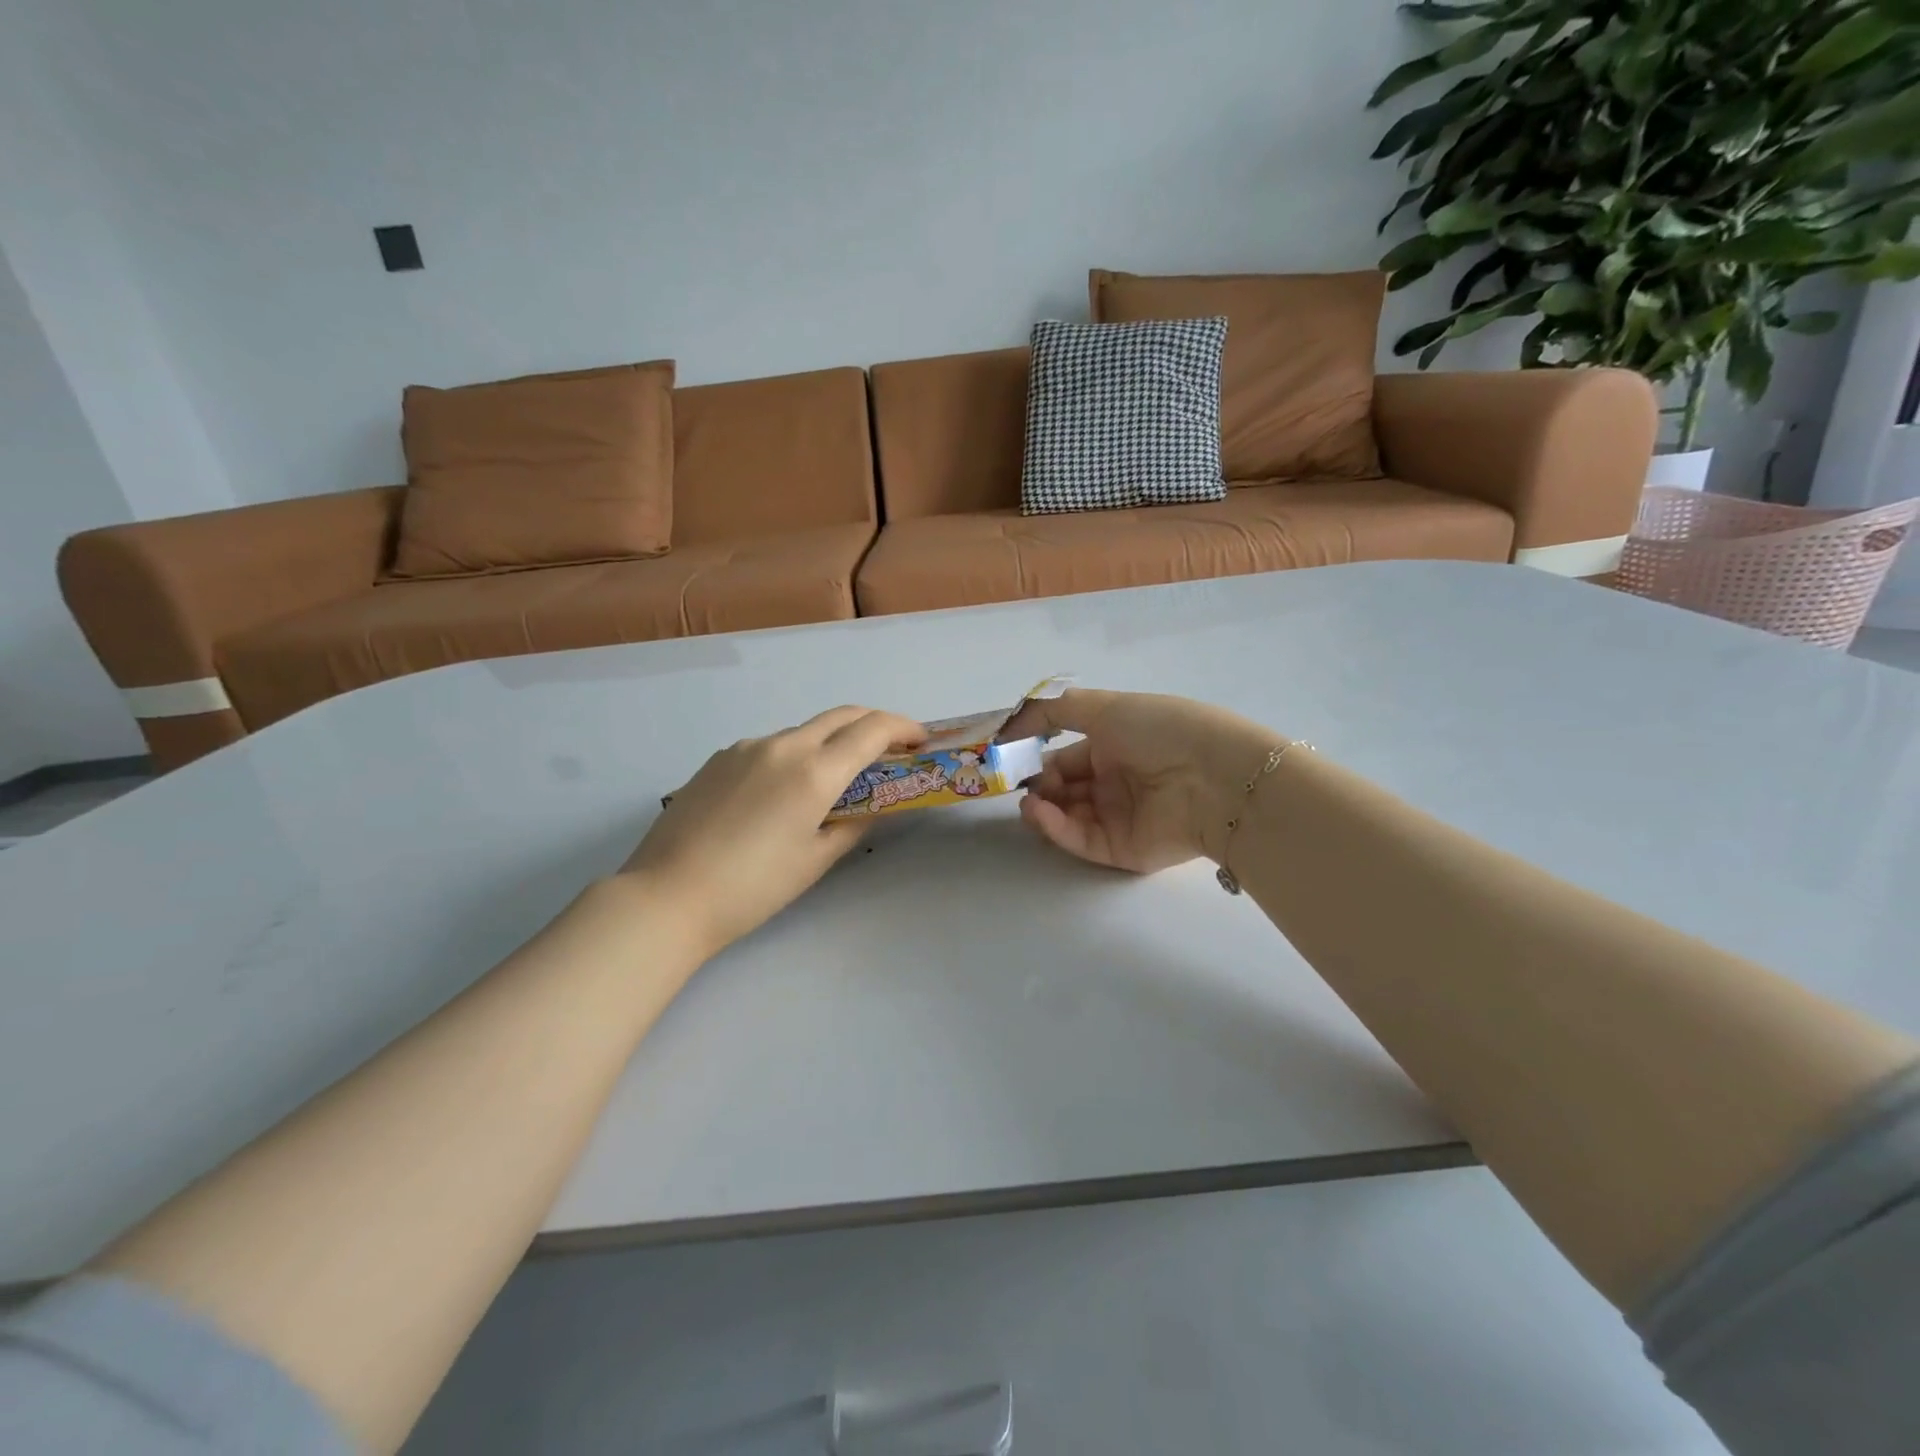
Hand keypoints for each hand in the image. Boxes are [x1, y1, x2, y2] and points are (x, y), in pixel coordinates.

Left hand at [621, 706, 925, 954]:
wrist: (667, 895)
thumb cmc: (752, 888)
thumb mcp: (815, 860)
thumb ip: (853, 824)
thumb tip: (873, 807)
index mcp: (813, 771)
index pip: (872, 729)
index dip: (903, 728)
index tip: (920, 741)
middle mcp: (782, 746)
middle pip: (841, 716)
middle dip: (874, 724)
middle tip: (890, 750)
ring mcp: (746, 748)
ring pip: (804, 731)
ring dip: (831, 742)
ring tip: (834, 780)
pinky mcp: (719, 758)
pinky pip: (770, 746)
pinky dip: (795, 755)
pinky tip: (784, 792)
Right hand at [1004, 689, 1276, 873]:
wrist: (1214, 777)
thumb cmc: (1160, 731)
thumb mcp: (1105, 706)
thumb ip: (1053, 710)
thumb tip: (1008, 723)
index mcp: (1115, 746)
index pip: (1066, 757)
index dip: (1036, 758)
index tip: (1007, 758)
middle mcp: (1115, 783)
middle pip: (1063, 789)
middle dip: (1037, 785)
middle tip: (1014, 783)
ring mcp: (1118, 818)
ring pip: (1067, 816)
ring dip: (1041, 807)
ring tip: (1027, 801)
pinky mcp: (1121, 850)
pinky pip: (1080, 839)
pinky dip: (1055, 827)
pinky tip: (1039, 812)